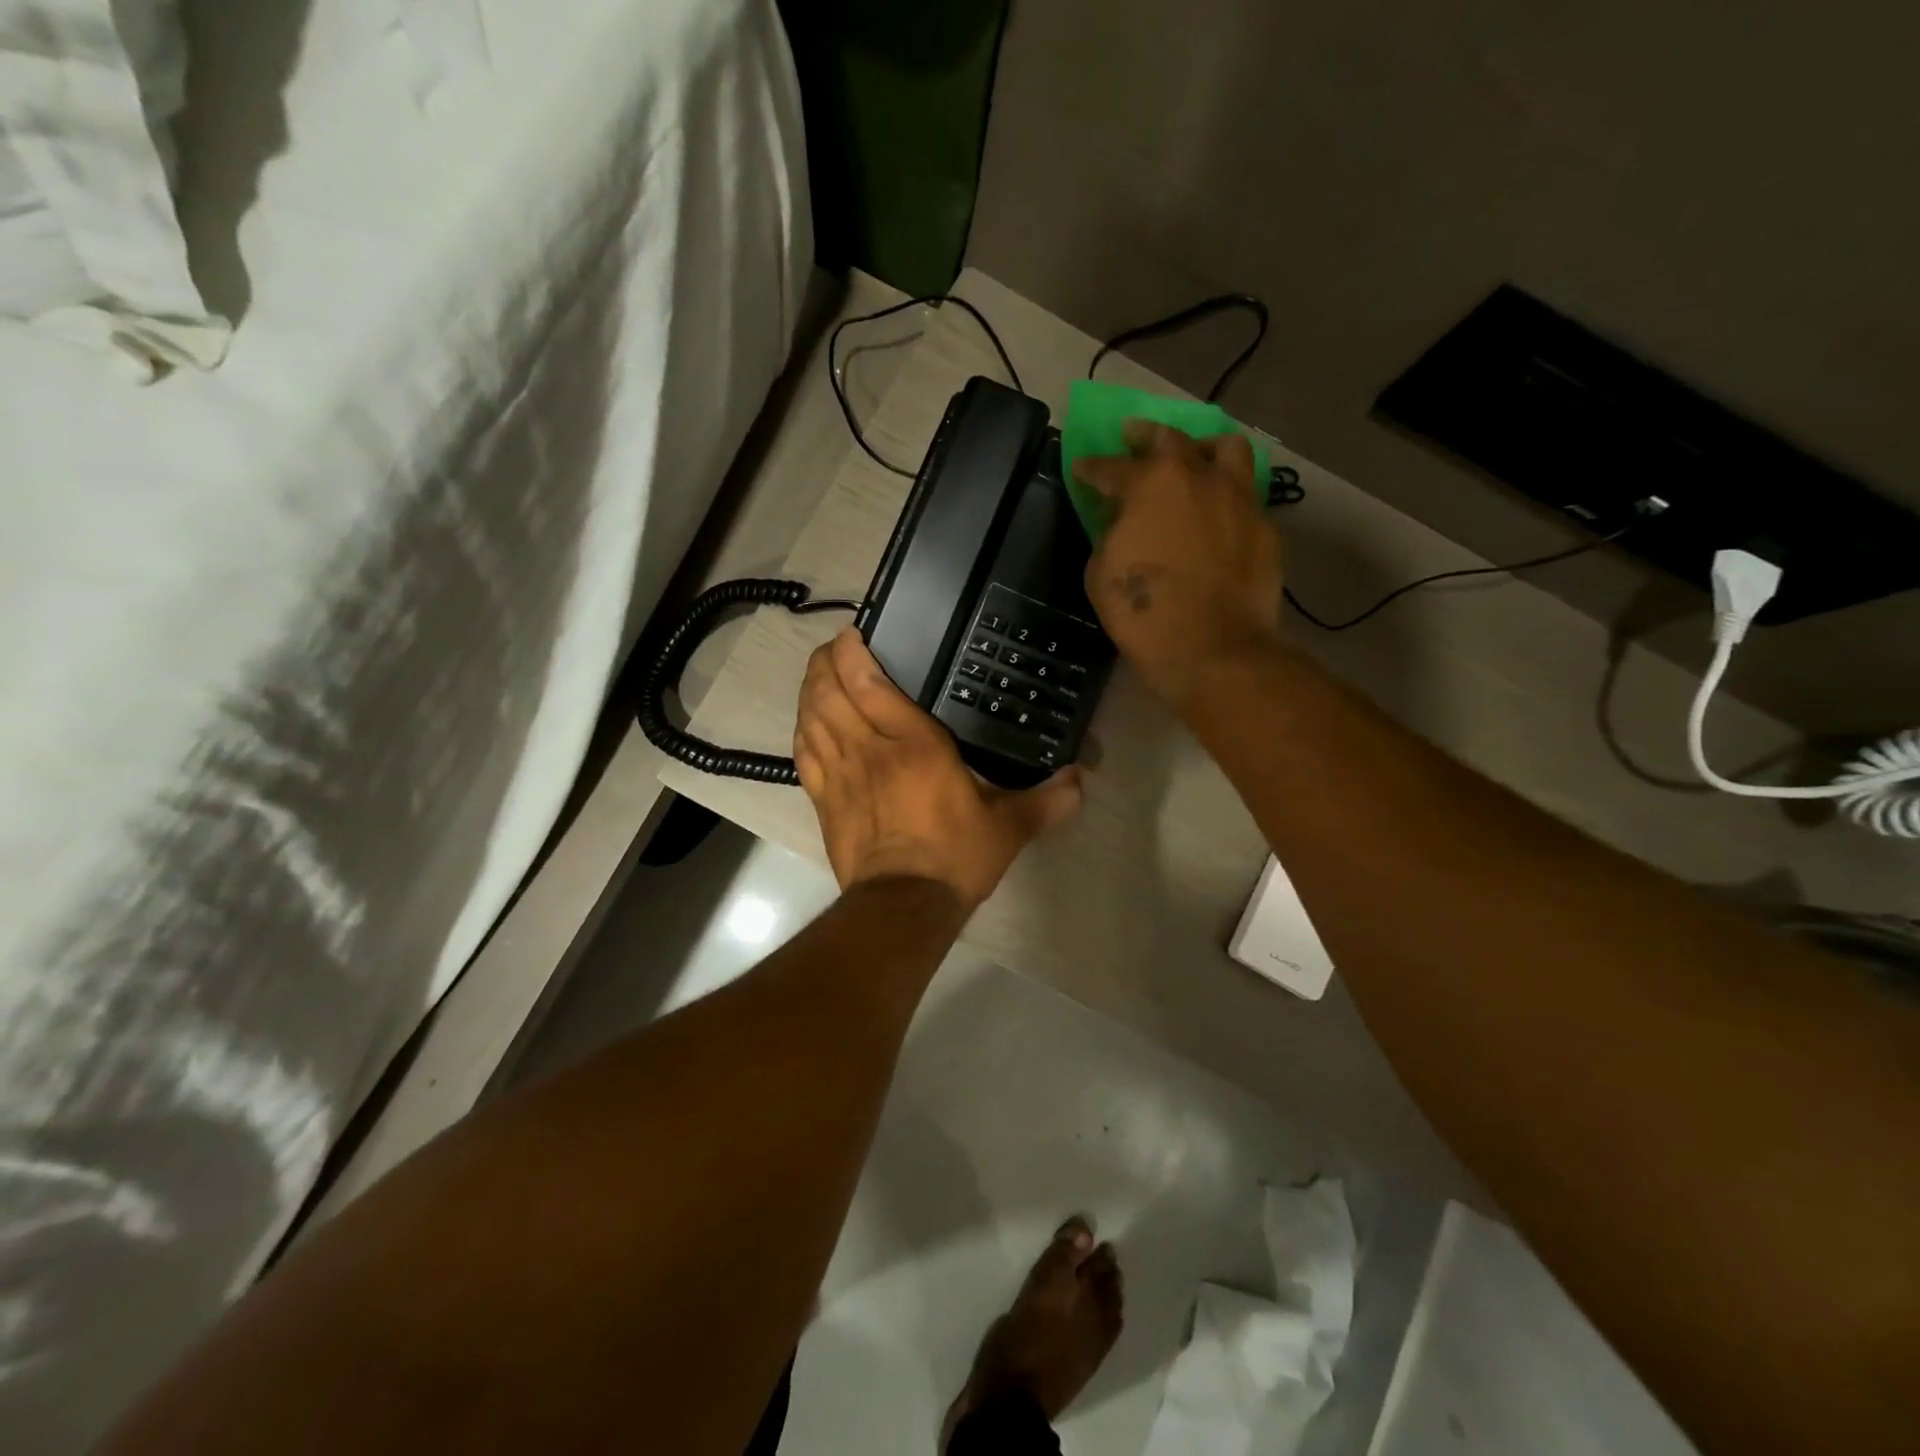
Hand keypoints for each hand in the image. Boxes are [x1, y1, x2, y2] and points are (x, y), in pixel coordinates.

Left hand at [794, 629, 1083, 912]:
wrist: (904, 905)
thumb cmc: (955, 856)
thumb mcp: (1009, 827)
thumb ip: (1046, 800)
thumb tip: (1082, 781)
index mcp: (914, 744)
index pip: (868, 684)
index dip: (852, 653)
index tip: (852, 634)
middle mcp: (869, 749)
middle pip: (830, 692)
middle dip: (825, 663)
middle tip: (834, 648)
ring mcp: (840, 774)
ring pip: (811, 717)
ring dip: (810, 689)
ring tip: (818, 673)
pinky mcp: (823, 800)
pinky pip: (803, 752)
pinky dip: (802, 728)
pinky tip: (806, 720)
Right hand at [1075, 422, 1285, 712]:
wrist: (1212, 648)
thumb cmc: (1144, 613)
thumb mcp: (1102, 572)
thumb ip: (1111, 534)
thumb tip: (1123, 521)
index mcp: (1150, 484)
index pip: (1111, 467)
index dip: (1092, 468)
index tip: (1082, 466)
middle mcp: (1198, 476)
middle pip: (1171, 439)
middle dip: (1145, 436)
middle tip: (1133, 437)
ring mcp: (1238, 498)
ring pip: (1227, 449)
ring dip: (1203, 447)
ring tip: (1194, 457)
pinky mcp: (1265, 526)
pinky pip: (1244, 497)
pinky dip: (1226, 497)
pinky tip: (1218, 514)